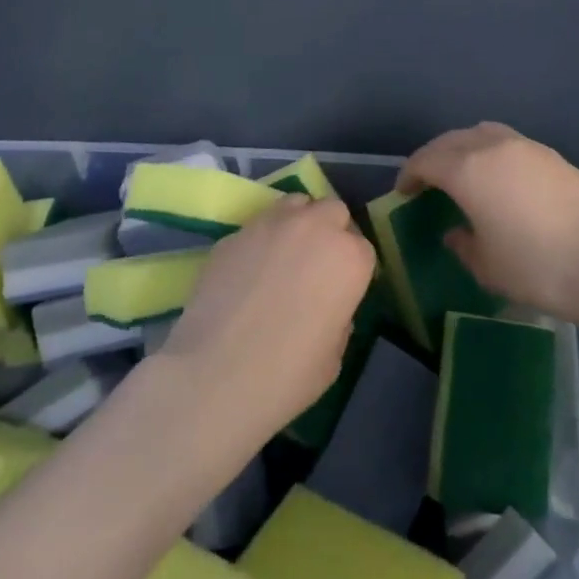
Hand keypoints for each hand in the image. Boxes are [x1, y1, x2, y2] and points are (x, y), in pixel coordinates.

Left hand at [159, 195, 375, 442]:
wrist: (215, 374)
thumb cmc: (287, 374)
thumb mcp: (333, 355)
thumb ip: (338, 317)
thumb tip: (326, 306)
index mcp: (349, 258)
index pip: (363, 249)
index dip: (352, 270)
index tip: (341, 291)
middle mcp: (314, 228)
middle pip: (333, 211)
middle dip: (330, 232)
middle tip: (316, 266)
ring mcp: (270, 224)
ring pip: (295, 204)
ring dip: (297, 223)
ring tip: (283, 256)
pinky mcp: (234, 232)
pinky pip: (258, 226)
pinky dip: (261, 240)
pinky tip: (248, 271)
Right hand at [398, 123, 578, 321]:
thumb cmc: (534, 268)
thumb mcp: (485, 265)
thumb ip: (462, 243)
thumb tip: (456, 231)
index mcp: (468, 170)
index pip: (426, 160)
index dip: (409, 174)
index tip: (403, 192)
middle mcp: (493, 147)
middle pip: (451, 140)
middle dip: (433, 157)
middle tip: (426, 180)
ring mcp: (526, 147)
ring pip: (482, 133)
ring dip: (463, 148)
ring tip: (462, 172)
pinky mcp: (552, 156)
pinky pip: (509, 143)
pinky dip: (492, 153)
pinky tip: (500, 179)